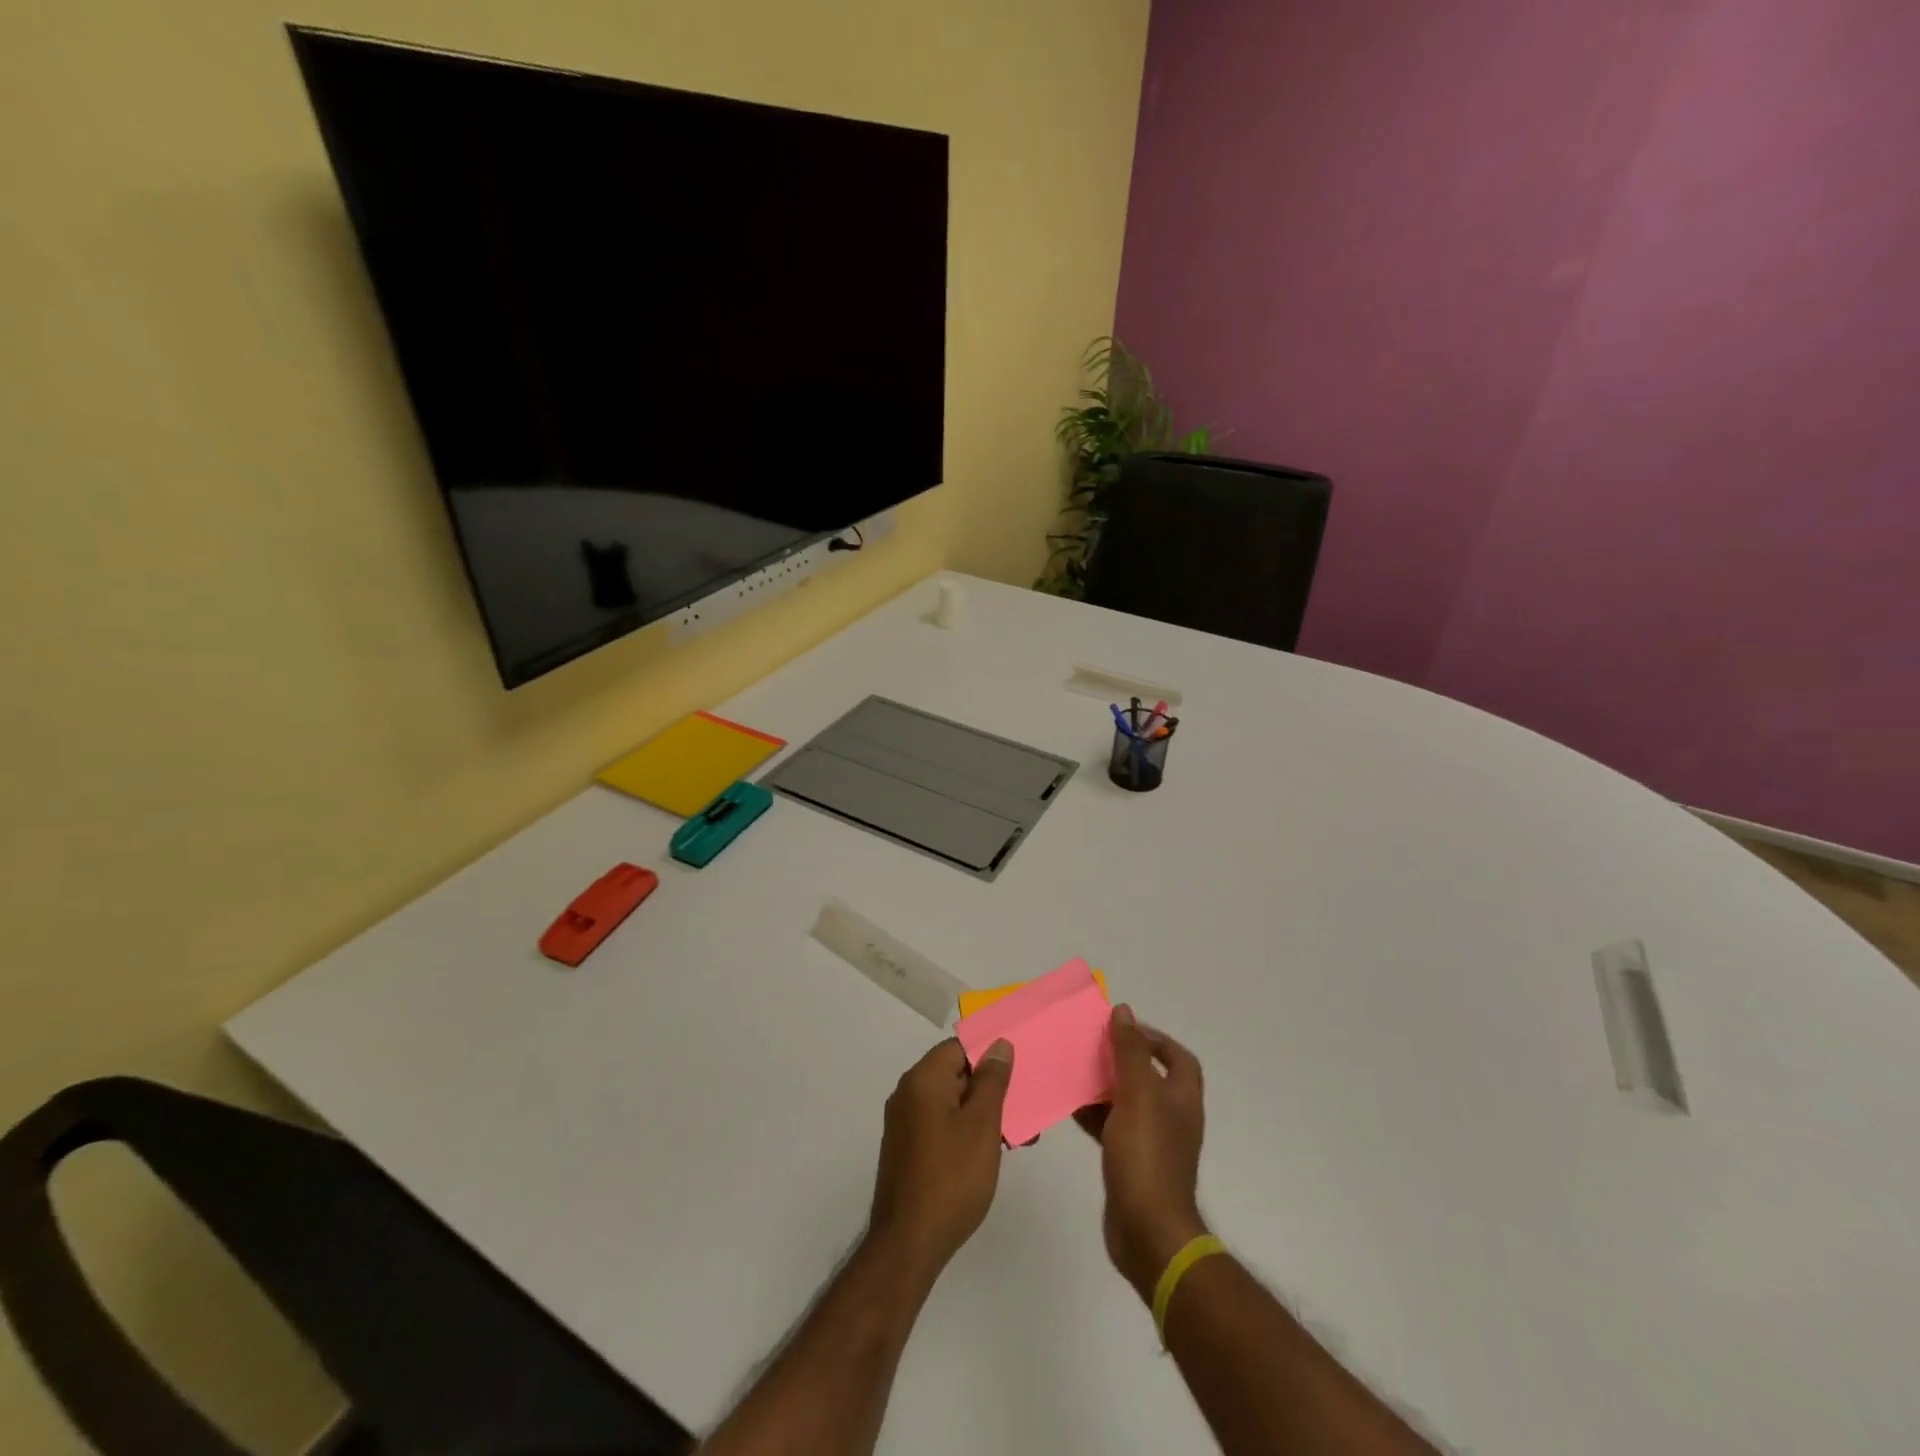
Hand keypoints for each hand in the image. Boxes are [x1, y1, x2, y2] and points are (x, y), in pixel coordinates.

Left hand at [867, 1038, 1013, 1279]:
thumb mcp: (982, 1124)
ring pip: (952, 1102)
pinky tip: (991, 1152)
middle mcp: (908, 1093)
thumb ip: (992, 1080)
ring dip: (983, 1113)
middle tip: (1024, 1106)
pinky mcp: (908, 1149)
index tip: (1019, 1068)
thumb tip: (998, 1044)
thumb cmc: (952, 1177)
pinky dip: (966, 1130)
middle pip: (956, 1073)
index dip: (990, 1054)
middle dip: (991, 1087)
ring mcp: (905, 1123)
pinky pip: (942, 1124)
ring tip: (1018, 1135)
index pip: (960, 1047)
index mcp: (923, 1079)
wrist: (909, 1242)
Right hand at [1076, 1005, 1206, 1296]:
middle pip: (1148, 1076)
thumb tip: (1124, 1011)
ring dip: (1103, 1084)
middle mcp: (1170, 1117)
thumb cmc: (1147, 1157)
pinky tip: (1068, 1105)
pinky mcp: (1130, 1162)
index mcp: (1181, 1098)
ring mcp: (1150, 1142)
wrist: (1147, 1233)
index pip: (1177, 1057)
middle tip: (1090, 1044)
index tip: (1122, 1027)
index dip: (1155, 1038)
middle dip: (1121, 1058)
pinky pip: (1110, 1126)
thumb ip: (1131, 1052)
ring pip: (1126, 1101)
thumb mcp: (1138, 1095)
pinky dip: (1093, 1113)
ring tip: (1073, 1069)